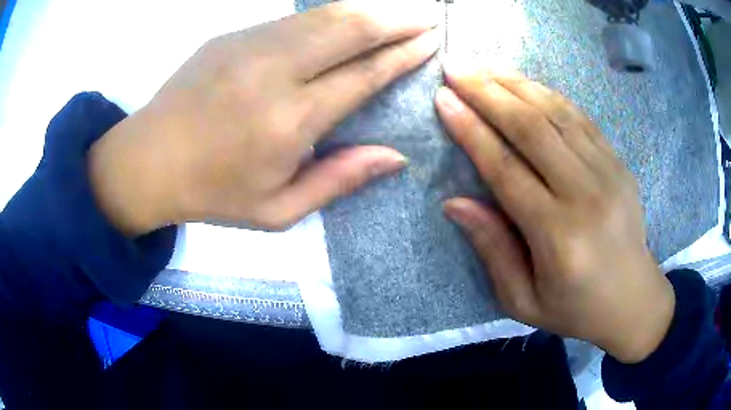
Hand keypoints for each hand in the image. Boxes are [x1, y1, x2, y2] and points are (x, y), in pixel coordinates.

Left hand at [89, 0, 439, 235]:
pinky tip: (346, 21)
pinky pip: (294, 19)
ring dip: (367, 10)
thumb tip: (396, 156)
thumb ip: (339, 180)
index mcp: (289, 120)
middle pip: (350, 29)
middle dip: (396, 19)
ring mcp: (250, 45)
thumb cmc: (213, 192)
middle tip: (426, 17)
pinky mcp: (232, 36)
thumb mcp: (278, 210)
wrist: (149, 160)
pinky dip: (329, 16)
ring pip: (324, 15)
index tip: (430, 42)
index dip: (403, 55)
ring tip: (396, 12)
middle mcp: (275, 71)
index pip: (364, 74)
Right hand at [436, 64, 674, 363]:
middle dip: (488, 92)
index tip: (443, 99)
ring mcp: (608, 173)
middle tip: (456, 68)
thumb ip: (492, 249)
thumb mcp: (523, 300)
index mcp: (558, 236)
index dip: (471, 130)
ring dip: (516, 85)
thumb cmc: (576, 309)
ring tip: (484, 68)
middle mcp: (585, 195)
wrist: (634, 301)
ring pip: (557, 114)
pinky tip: (525, 84)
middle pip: (531, 128)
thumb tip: (455, 202)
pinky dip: (549, 96)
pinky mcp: (619, 164)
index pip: (506, 169)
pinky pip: (580, 119)